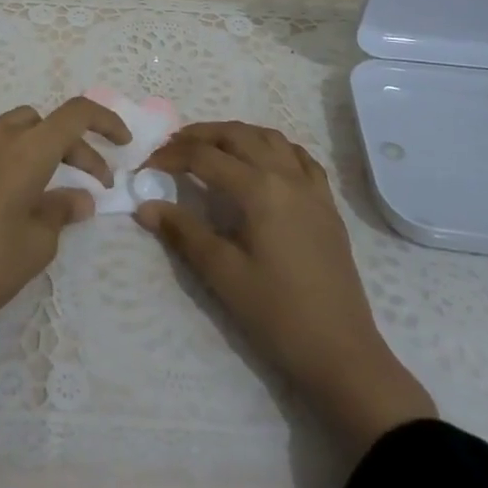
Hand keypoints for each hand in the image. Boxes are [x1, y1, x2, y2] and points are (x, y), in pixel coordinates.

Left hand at [0, 98, 130, 370]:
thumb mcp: (38, 244)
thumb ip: (63, 210)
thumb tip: (80, 199)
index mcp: (26, 150)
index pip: (76, 114)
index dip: (105, 121)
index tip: (122, 143)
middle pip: (44, 122)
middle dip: (72, 145)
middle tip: (89, 181)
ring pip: (12, 129)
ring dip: (36, 148)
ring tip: (45, 186)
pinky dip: (4, 158)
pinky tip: (3, 195)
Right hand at [139, 121, 434, 460]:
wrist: (342, 353)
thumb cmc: (278, 314)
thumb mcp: (223, 274)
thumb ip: (183, 233)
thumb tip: (145, 206)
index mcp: (259, 189)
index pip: (205, 157)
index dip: (171, 156)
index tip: (146, 166)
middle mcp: (286, 175)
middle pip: (237, 135)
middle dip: (200, 135)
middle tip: (172, 148)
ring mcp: (311, 187)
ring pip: (269, 138)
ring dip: (236, 134)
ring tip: (211, 147)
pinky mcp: (327, 204)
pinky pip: (299, 157)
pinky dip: (273, 147)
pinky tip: (262, 161)